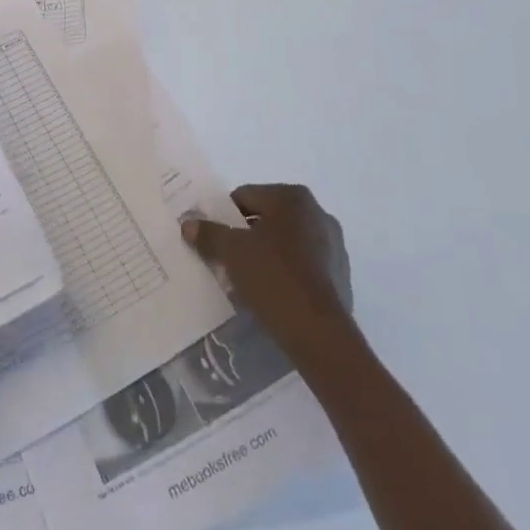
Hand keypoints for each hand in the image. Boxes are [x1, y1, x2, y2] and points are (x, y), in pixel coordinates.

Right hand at [182, 183, 352, 352]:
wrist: (319, 333)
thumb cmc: (273, 277)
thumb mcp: (231, 252)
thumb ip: (209, 233)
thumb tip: (188, 224)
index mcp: (292, 198)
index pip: (245, 196)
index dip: (224, 215)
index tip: (212, 237)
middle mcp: (317, 213)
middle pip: (268, 218)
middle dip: (246, 235)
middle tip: (226, 256)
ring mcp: (334, 246)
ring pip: (287, 242)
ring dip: (267, 254)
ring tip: (248, 278)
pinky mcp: (341, 275)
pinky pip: (304, 265)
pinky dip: (287, 273)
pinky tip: (272, 293)